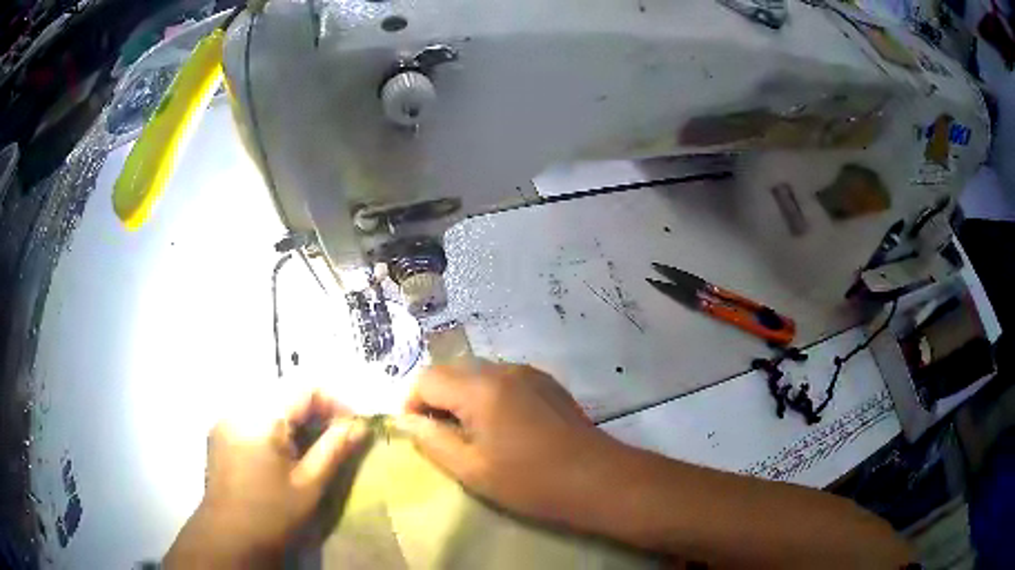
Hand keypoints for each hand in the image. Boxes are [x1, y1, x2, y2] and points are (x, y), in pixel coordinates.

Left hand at [164, 389, 366, 568]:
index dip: (335, 401)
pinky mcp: (220, 429)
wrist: (229, 537)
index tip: (353, 427)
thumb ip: (334, 449)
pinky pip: (253, 411)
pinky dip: (275, 422)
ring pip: (269, 399)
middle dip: (316, 408)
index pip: (305, 386)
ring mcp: (226, 416)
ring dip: (296, 415)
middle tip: (336, 436)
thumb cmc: (272, 515)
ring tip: (312, 444)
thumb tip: (360, 426)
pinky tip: (284, 449)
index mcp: (261, 417)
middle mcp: (239, 406)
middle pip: (285, 390)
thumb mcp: (309, 485)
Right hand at [397, 361, 620, 523]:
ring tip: (470, 433)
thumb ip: (432, 440)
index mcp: (481, 388)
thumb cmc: (530, 481)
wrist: (596, 479)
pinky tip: (501, 426)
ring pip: (476, 373)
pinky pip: (501, 379)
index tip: (418, 434)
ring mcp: (528, 372)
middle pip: (451, 371)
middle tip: (441, 436)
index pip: (426, 379)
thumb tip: (407, 421)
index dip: (412, 404)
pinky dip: (487, 396)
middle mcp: (503, 369)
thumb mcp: (471, 469)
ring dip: (462, 396)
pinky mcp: (545, 382)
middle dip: (436, 398)